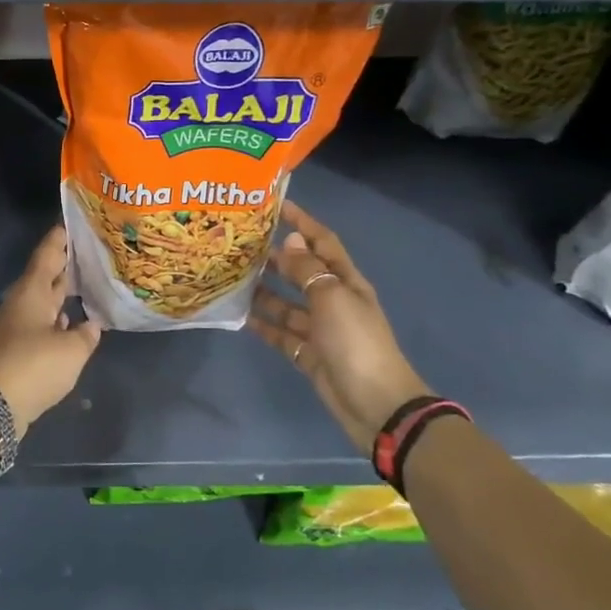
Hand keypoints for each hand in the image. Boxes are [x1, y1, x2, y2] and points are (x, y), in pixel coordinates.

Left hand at [0, 225, 102, 433]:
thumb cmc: (35, 365)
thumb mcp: (71, 349)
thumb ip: (86, 334)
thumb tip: (91, 324)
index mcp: (32, 291)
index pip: (47, 255)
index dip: (58, 240)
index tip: (70, 224)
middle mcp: (22, 303)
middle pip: (45, 276)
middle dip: (64, 264)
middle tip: (88, 252)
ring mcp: (18, 326)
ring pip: (43, 300)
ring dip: (62, 292)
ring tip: (87, 283)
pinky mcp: (18, 348)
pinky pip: (42, 322)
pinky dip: (57, 318)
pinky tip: (72, 323)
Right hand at [250, 201, 430, 451]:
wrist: (376, 405)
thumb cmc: (356, 343)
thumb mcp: (332, 299)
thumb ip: (307, 269)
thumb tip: (289, 238)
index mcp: (346, 282)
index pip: (323, 242)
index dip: (302, 222)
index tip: (276, 205)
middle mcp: (333, 300)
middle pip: (302, 271)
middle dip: (276, 256)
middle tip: (241, 242)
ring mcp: (321, 329)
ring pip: (287, 303)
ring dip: (264, 290)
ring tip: (233, 276)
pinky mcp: (309, 354)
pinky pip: (282, 333)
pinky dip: (264, 324)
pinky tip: (240, 315)